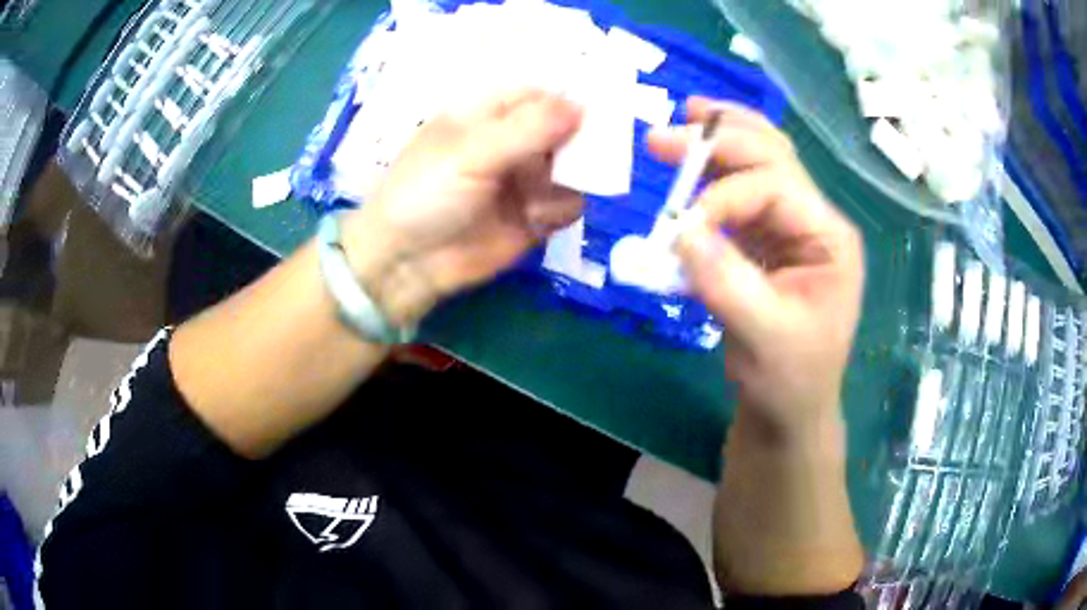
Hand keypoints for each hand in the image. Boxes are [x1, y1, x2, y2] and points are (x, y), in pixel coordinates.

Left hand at [341, 90, 583, 326]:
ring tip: (546, 193)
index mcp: (488, 116)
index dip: (567, 101)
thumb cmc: (424, 193)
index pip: (539, 96)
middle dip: (579, 142)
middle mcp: (512, 143)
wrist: (405, 263)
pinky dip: (560, 210)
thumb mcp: (471, 153)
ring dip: (571, 179)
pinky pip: (568, 205)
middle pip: (564, 130)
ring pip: (573, 169)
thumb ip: (527, 129)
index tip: (597, 112)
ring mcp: (525, 181)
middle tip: (589, 155)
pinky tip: (536, 219)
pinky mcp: (534, 217)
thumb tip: (580, 106)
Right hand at [648, 97, 864, 440]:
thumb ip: (726, 282)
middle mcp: (814, 221)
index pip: (775, 188)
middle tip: (664, 135)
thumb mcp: (764, 337)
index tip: (679, 229)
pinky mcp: (767, 241)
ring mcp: (791, 228)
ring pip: (759, 165)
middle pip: (772, 158)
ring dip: (720, 141)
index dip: (723, 197)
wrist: (789, 408)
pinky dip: (713, 176)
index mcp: (829, 238)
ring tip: (685, 116)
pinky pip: (740, 194)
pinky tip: (692, 161)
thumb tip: (679, 233)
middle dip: (719, 140)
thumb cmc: (790, 378)